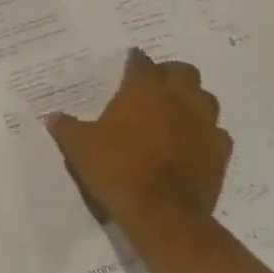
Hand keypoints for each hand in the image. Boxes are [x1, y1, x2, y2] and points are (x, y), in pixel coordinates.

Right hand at [43, 48, 230, 225]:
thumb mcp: (79, 146)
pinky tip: (193, 142)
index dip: (135, 60)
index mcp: (143, 91)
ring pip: (207, 98)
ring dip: (193, 99)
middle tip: (155, 84)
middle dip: (170, 73)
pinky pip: (218, 133)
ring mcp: (204, 126)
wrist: (161, 213)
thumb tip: (53, 117)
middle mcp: (177, 100)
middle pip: (184, 71)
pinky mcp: (220, 153)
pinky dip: (206, 133)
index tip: (130, 60)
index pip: (142, 63)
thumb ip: (66, 127)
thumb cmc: (116, 168)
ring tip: (176, 110)